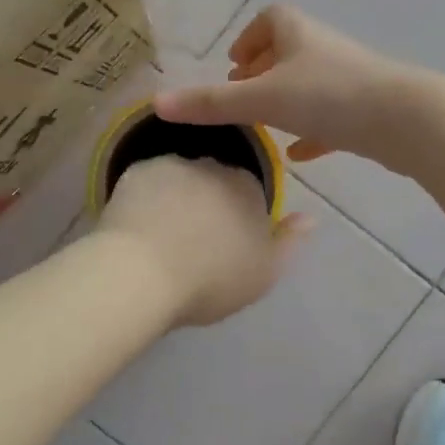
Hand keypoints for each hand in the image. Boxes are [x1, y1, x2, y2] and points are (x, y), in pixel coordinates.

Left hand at [97, 156, 310, 326]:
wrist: (141, 274)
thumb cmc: (211, 279)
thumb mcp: (264, 273)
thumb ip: (290, 243)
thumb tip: (309, 218)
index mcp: (248, 188)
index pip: (250, 191)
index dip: (239, 215)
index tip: (227, 243)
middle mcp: (213, 165)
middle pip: (214, 179)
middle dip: (208, 201)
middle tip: (194, 240)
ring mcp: (171, 165)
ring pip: (179, 177)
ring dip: (176, 196)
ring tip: (161, 234)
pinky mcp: (135, 171)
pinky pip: (147, 182)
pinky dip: (146, 198)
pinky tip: (137, 225)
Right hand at [155, 6, 431, 173]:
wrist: (405, 119)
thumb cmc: (329, 97)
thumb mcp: (262, 100)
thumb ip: (211, 104)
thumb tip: (156, 103)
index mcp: (298, 34)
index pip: (270, 20)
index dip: (250, 38)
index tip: (235, 64)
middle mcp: (323, 49)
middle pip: (290, 51)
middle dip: (264, 71)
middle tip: (241, 96)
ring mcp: (348, 79)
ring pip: (311, 84)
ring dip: (287, 100)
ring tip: (265, 125)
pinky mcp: (366, 109)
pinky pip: (332, 115)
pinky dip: (313, 129)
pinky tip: (302, 154)